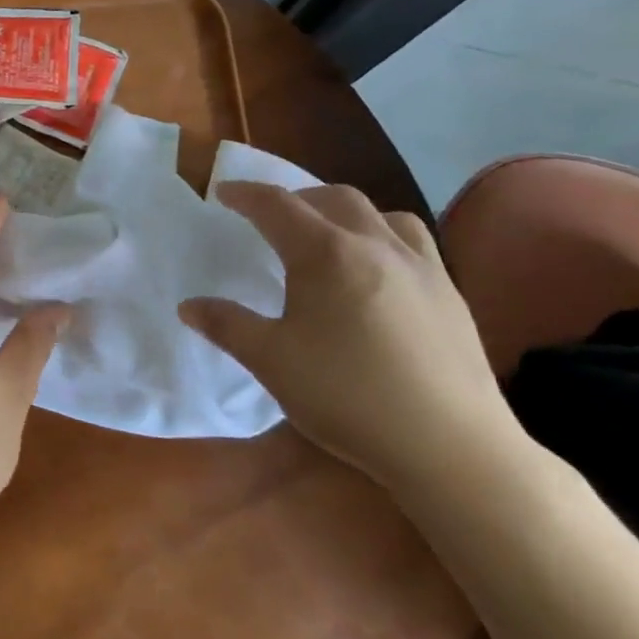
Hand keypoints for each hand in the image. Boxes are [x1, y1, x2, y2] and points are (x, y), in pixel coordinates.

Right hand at [181, 182, 523, 495]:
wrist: (450, 444)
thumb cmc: (347, 395)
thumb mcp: (270, 361)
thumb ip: (226, 326)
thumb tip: (188, 306)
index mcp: (326, 254)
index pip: (277, 206)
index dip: (246, 195)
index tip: (224, 193)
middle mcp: (376, 245)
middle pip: (334, 198)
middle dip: (297, 198)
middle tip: (273, 216)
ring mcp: (422, 267)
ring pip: (382, 214)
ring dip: (347, 213)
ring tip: (330, 236)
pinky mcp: (450, 294)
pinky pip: (413, 243)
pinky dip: (384, 238)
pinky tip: (378, 274)